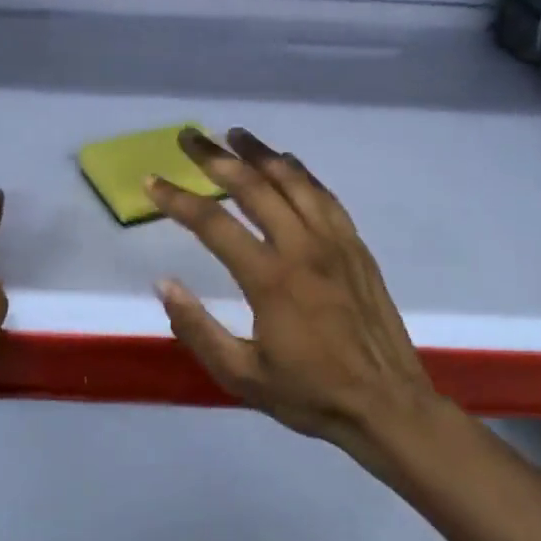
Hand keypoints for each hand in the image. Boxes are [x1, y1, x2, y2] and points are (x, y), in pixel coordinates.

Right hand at [143, 128, 438, 451]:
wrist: (387, 404)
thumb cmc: (310, 394)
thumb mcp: (242, 376)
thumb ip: (198, 329)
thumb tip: (164, 284)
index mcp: (271, 280)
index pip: (214, 225)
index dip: (178, 199)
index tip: (152, 181)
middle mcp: (303, 248)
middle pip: (255, 187)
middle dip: (216, 158)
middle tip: (190, 137)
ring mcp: (336, 243)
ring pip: (294, 182)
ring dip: (261, 154)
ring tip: (235, 135)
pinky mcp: (358, 248)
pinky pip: (326, 197)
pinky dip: (302, 174)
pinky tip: (288, 164)